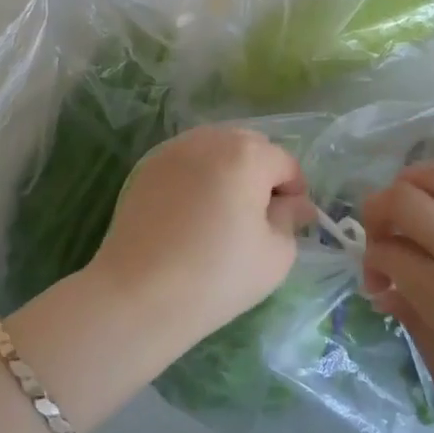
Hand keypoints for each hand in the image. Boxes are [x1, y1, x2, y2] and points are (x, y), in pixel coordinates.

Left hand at [88, 124, 312, 348]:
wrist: (139, 293)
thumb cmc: (217, 275)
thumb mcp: (275, 255)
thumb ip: (290, 219)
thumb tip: (294, 204)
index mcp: (247, 154)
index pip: (285, 163)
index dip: (294, 192)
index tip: (290, 223)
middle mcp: (211, 139)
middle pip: (250, 146)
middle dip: (262, 173)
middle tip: (259, 216)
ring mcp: (174, 149)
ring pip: (217, 148)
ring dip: (230, 170)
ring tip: (225, 212)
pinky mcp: (148, 167)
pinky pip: (188, 160)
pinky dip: (200, 176)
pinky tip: (194, 212)